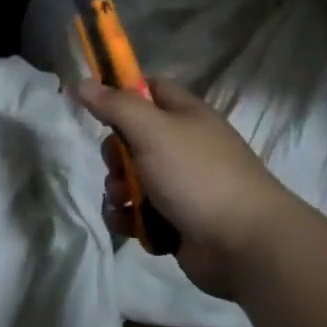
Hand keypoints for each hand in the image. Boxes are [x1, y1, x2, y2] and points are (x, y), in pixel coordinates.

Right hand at [78, 77, 300, 299]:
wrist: (245, 245)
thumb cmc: (198, 175)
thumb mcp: (152, 131)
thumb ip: (115, 105)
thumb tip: (82, 82)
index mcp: (185, 115)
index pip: (149, 88)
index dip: (122, 93)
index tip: (96, 105)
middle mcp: (183, 146)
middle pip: (132, 138)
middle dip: (114, 155)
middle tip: (117, 166)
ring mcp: (181, 186)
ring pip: (131, 178)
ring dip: (117, 190)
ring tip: (123, 202)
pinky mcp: (176, 221)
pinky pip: (139, 212)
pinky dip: (129, 218)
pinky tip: (129, 225)